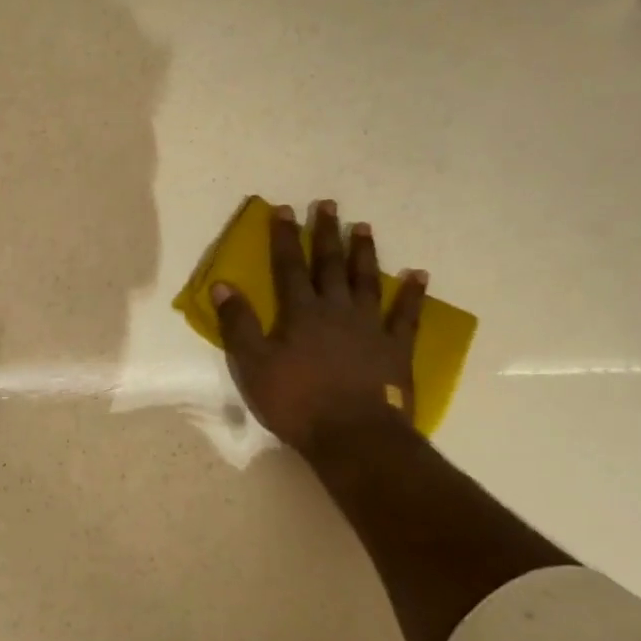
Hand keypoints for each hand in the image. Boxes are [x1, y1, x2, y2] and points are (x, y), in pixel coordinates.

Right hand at [212, 201, 426, 458]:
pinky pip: (407, 315)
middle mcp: (337, 310)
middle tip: (328, 205)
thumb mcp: (253, 366)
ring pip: (367, 280)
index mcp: (301, 313)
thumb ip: (238, 324)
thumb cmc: (297, 402)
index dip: (284, 238)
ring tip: (363, 227)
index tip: (284, 209)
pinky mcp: (396, 348)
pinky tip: (419, 276)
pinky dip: (413, 294)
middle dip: (326, 234)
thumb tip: (222, 286)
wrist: (354, 436)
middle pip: (330, 264)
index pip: (289, 266)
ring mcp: (370, 326)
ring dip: (364, 253)